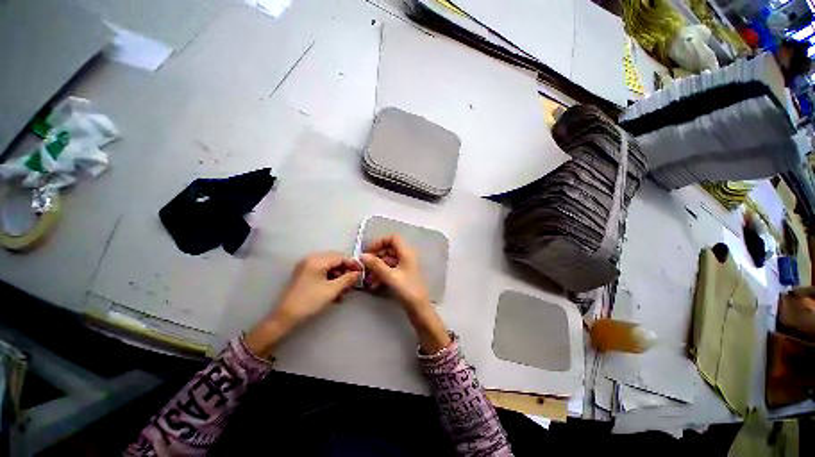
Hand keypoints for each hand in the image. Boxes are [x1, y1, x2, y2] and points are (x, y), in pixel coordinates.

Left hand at [245, 252, 361, 357]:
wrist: (285, 317)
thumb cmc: (310, 301)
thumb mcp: (332, 290)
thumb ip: (348, 279)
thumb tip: (359, 273)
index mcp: (317, 260)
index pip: (341, 257)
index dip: (353, 264)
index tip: (362, 272)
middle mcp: (311, 259)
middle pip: (335, 260)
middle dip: (346, 271)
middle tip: (354, 281)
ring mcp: (307, 266)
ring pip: (329, 267)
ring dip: (339, 277)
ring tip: (345, 290)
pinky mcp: (304, 274)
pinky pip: (322, 272)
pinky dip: (330, 279)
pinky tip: (335, 292)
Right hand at [360, 234, 428, 310]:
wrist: (419, 308)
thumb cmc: (407, 289)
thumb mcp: (390, 276)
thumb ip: (375, 264)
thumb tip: (362, 256)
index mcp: (407, 252)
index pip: (392, 238)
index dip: (380, 242)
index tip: (369, 252)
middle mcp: (407, 256)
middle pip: (389, 249)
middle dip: (376, 256)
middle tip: (365, 266)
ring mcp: (405, 266)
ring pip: (388, 260)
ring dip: (377, 267)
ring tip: (368, 278)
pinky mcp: (403, 275)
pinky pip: (390, 269)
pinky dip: (382, 273)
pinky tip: (375, 284)